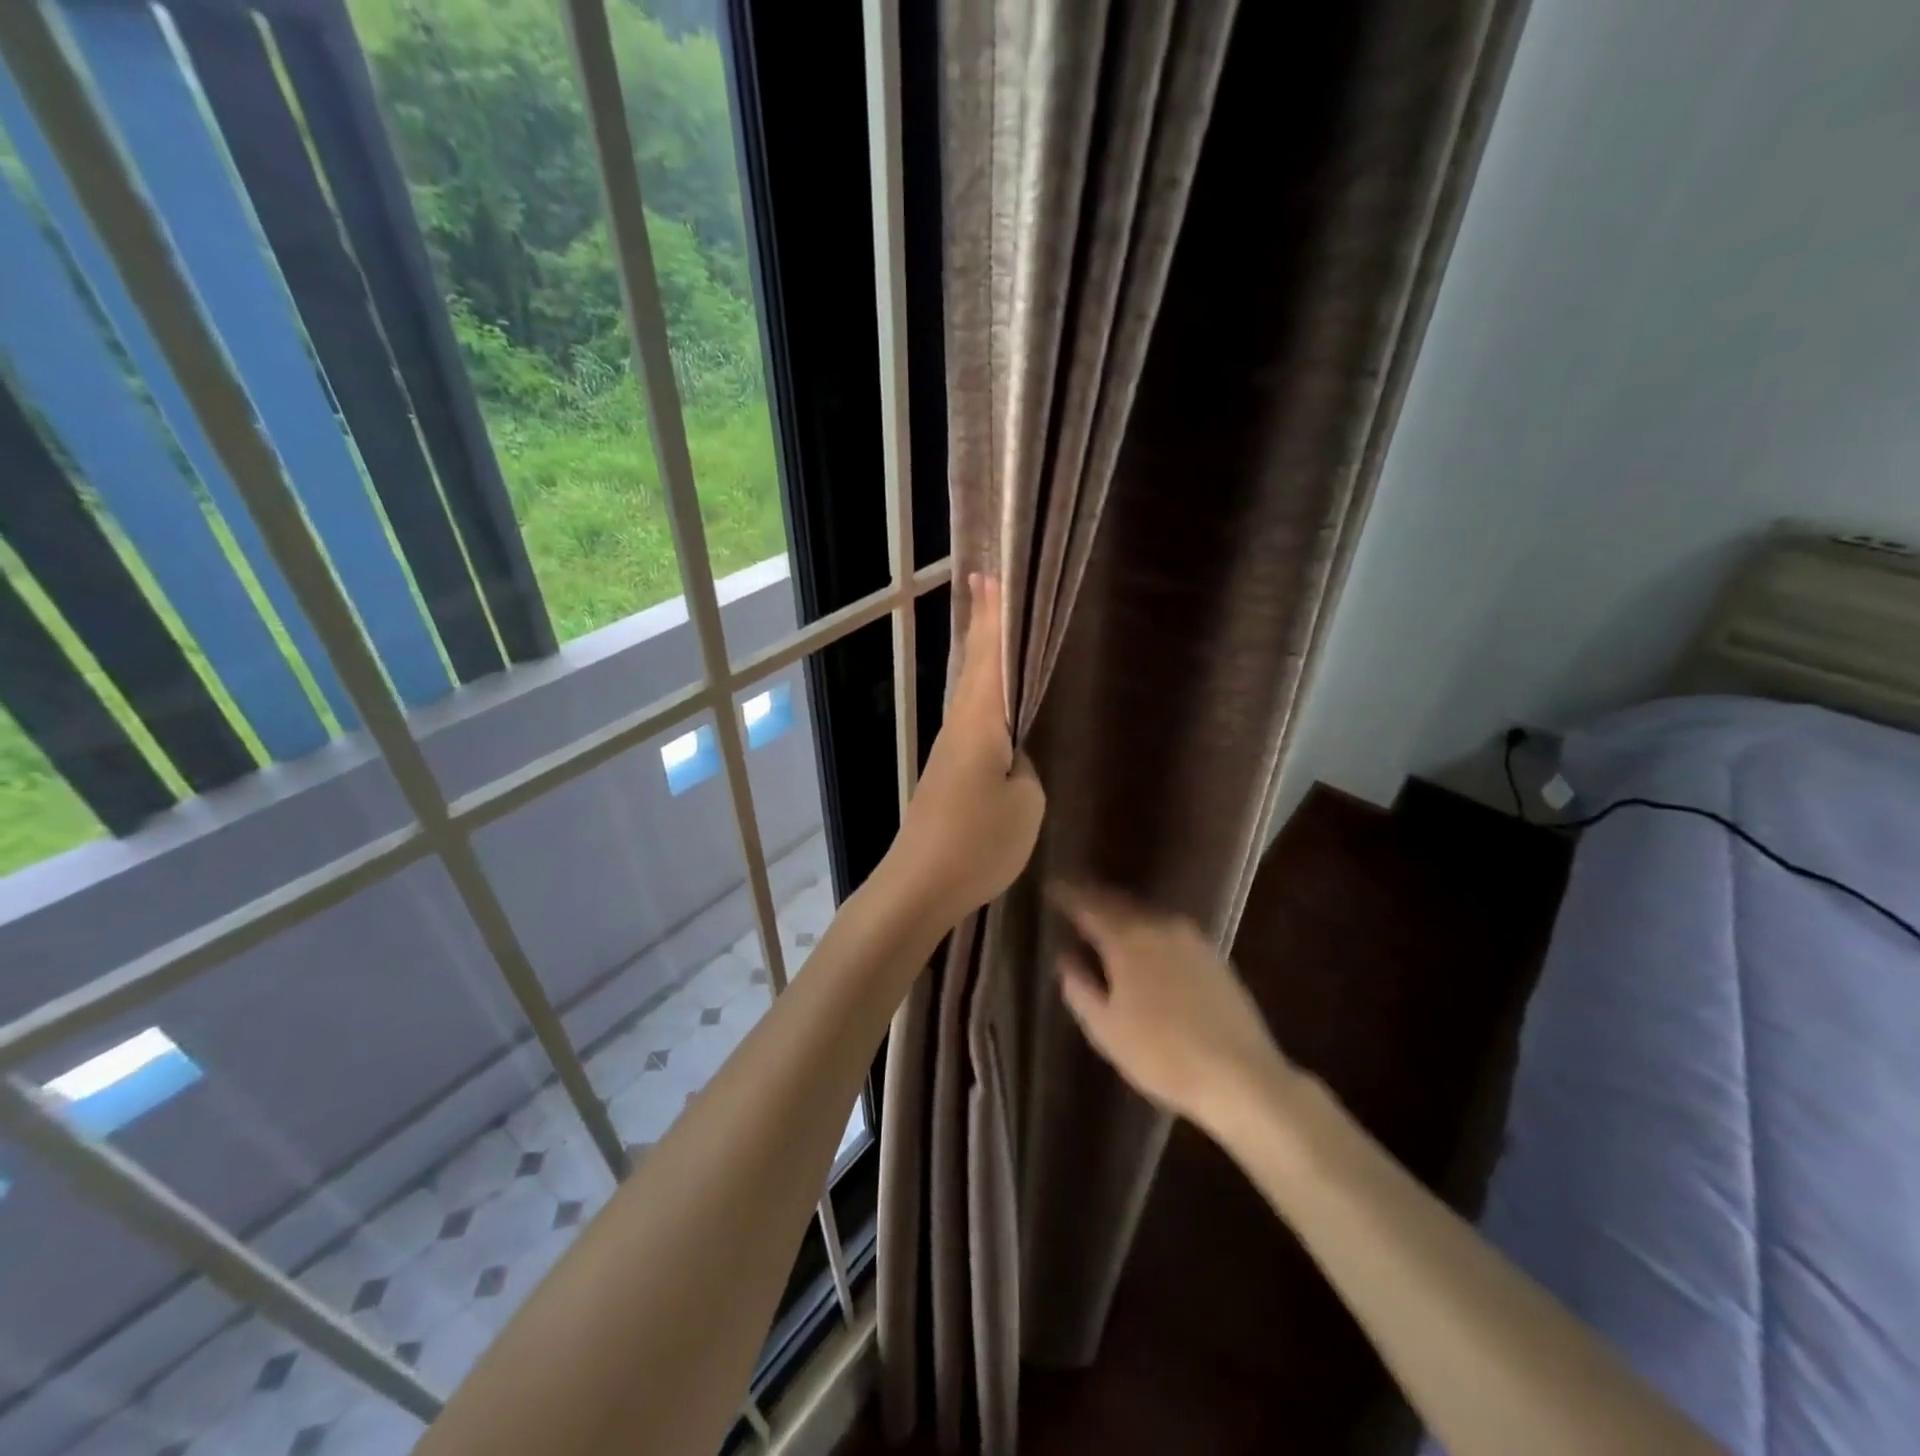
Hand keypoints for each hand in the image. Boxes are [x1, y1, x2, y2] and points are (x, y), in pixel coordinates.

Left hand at [886, 575, 1045, 927]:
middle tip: (991, 588)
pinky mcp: (946, 776)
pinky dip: (984, 700)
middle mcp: (959, 727)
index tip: (988, 575)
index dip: (991, 616)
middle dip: (983, 626)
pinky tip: (997, 708)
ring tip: (1000, 636)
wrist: (920, 885)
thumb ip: (1026, 771)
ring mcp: (949, 753)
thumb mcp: (1026, 804)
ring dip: (983, 661)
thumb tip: (1014, 761)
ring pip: (971, 694)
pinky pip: (972, 724)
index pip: (988, 656)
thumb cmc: (978, 841)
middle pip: (974, 666)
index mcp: (979, 722)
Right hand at [1052, 886, 1293, 1134]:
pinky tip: (1143, 944)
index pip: (1089, 906)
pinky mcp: (1213, 955)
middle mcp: (1159, 926)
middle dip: (1094, 898)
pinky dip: (1147, 929)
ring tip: (1104, 918)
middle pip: (1119, 903)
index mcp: (1127, 940)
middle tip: (1074, 897)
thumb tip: (1065, 957)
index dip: (1067, 895)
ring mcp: (1191, 938)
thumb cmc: (1162, 1055)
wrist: (1241, 1076)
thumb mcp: (1106, 1029)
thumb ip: (1079, 988)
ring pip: (1146, 915)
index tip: (1051, 888)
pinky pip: (1167, 929)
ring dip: (1122, 913)